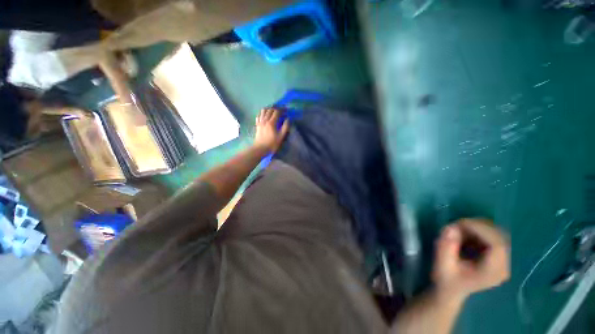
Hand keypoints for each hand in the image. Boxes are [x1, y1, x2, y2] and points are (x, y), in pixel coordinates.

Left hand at [254, 108, 289, 152]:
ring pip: (263, 110)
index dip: (282, 109)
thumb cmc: (272, 144)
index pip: (277, 112)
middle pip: (270, 110)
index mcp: (272, 122)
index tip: (286, 109)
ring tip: (273, 110)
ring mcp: (260, 122)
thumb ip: (285, 127)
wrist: (260, 148)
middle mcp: (265, 120)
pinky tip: (265, 115)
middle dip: (276, 108)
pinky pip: (259, 115)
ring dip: (268, 108)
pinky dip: (262, 113)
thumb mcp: (281, 137)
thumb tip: (287, 119)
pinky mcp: (257, 124)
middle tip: (280, 109)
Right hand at [432, 219, 509, 300]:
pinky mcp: (498, 256)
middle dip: (477, 226)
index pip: (496, 244)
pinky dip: (478, 232)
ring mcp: (502, 261)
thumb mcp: (441, 264)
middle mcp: (503, 266)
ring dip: (477, 228)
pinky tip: (465, 236)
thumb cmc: (445, 279)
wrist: (450, 290)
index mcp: (492, 272)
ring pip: (497, 234)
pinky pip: (492, 236)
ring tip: (459, 231)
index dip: (480, 229)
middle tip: (457, 226)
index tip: (459, 223)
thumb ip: (445, 247)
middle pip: (499, 237)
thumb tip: (451, 228)